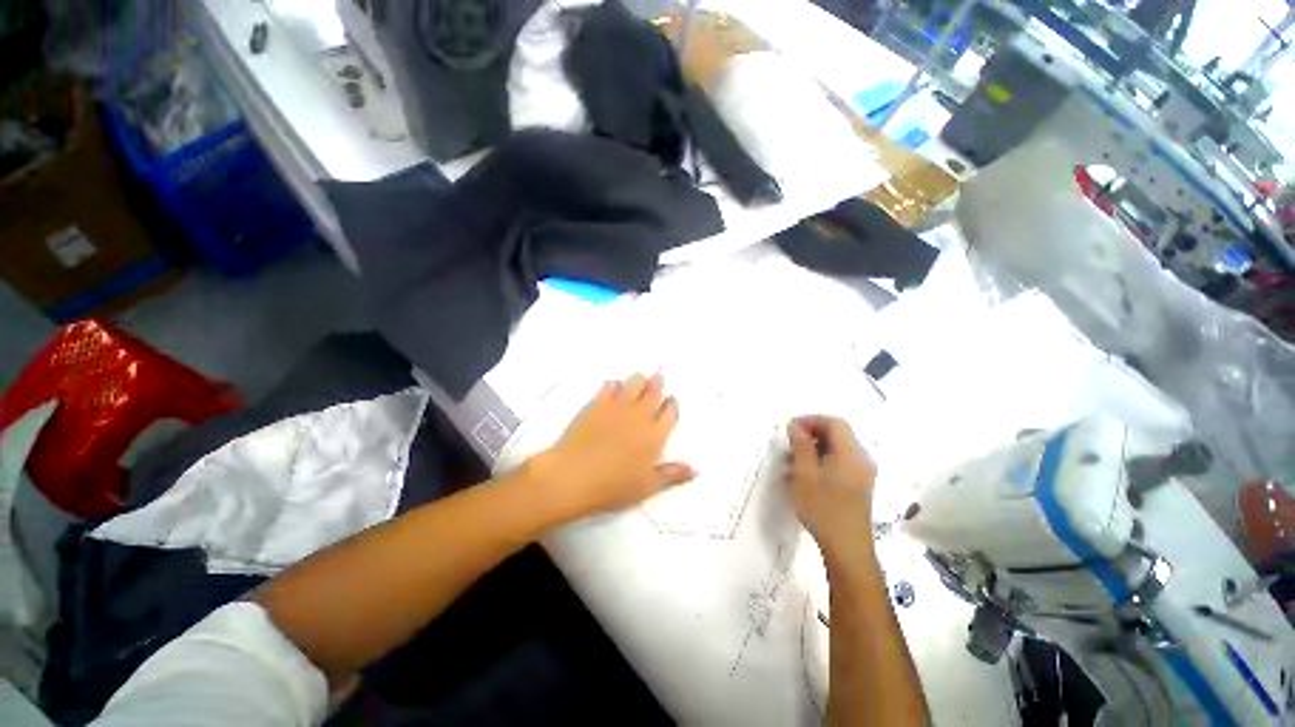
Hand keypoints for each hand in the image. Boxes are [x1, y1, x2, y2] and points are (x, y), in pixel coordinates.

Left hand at [536, 373, 694, 520]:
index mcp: (655, 435)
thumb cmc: (613, 486)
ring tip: (639, 381)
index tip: (671, 400)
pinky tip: (614, 388)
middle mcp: (640, 415)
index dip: (672, 404)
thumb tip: (695, 469)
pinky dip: (615, 385)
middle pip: (654, 391)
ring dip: (639, 380)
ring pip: (635, 382)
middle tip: (658, 378)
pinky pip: (610, 386)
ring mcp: (618, 407)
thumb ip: (672, 475)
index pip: (670, 412)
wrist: (573, 476)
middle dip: (658, 383)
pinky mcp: (597, 404)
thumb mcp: (647, 487)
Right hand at [786, 416, 876, 555]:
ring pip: (837, 450)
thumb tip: (795, 425)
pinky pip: (840, 463)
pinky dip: (821, 462)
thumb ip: (801, 446)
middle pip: (837, 434)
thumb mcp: (805, 474)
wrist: (847, 549)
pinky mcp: (859, 486)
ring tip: (790, 463)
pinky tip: (803, 477)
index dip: (811, 420)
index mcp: (851, 453)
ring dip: (813, 449)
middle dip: (811, 435)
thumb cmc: (823, 509)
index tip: (790, 429)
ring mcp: (862, 473)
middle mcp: (861, 459)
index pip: (834, 422)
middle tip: (789, 444)